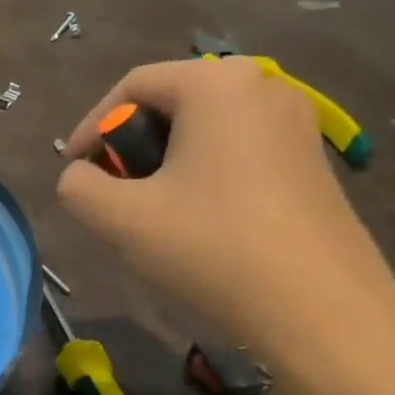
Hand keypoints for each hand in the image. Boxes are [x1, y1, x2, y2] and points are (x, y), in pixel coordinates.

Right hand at [56, 57, 394, 349]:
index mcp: (216, 85)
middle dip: (129, 145)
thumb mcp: (120, 218)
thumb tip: (79, 176)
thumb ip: (77, 186)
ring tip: (148, 209)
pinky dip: (202, 172)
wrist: (321, 309)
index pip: (132, 86)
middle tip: (111, 192)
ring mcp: (296, 122)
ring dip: (164, 161)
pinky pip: (237, 148)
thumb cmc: (212, 248)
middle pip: (171, 103)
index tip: (74, 170)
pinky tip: (196, 219)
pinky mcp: (311, 159)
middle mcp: (262, 86)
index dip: (91, 126)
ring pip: (204, 128)